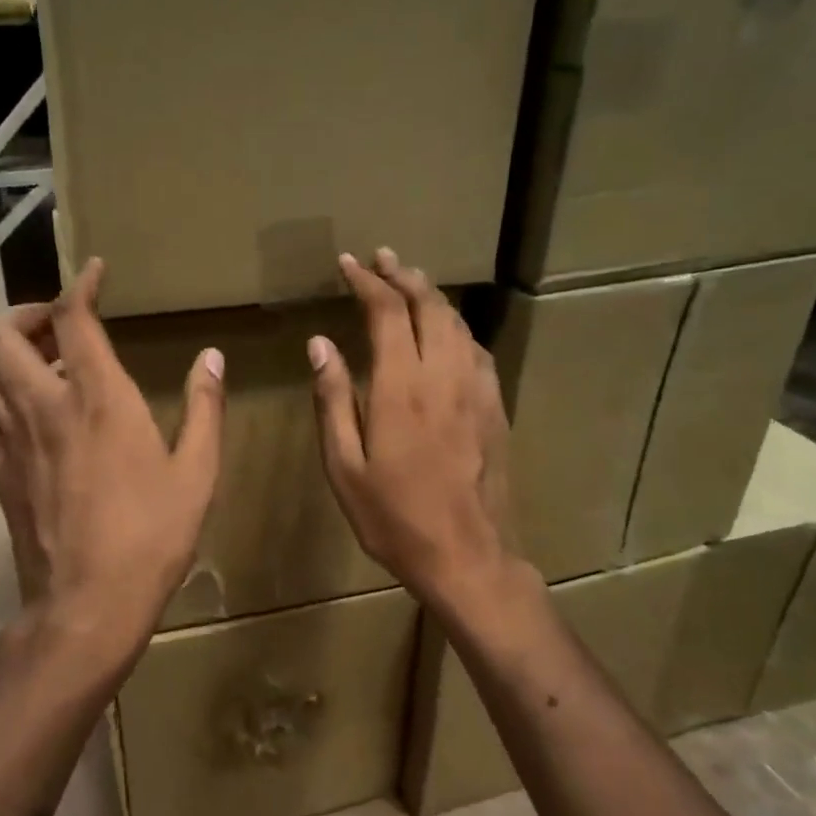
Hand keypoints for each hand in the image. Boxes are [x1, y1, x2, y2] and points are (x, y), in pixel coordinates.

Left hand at [0, 259, 224, 670]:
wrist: (87, 603)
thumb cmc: (152, 535)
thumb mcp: (197, 472)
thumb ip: (204, 407)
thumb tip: (211, 358)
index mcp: (98, 398)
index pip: (73, 318)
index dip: (81, 285)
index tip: (95, 273)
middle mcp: (43, 404)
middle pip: (0, 333)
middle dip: (23, 313)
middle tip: (56, 323)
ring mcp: (10, 438)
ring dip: (7, 352)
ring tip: (44, 363)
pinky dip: (0, 398)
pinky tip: (29, 416)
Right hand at [309, 249, 521, 611]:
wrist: (467, 556)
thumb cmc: (394, 518)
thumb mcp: (345, 467)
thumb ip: (333, 400)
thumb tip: (320, 345)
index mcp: (401, 387)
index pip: (386, 311)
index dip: (367, 281)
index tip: (348, 264)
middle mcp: (443, 376)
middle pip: (429, 306)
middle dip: (403, 275)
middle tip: (381, 258)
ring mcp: (476, 390)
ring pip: (457, 323)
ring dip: (432, 295)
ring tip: (411, 281)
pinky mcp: (494, 408)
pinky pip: (476, 350)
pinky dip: (456, 327)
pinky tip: (447, 332)